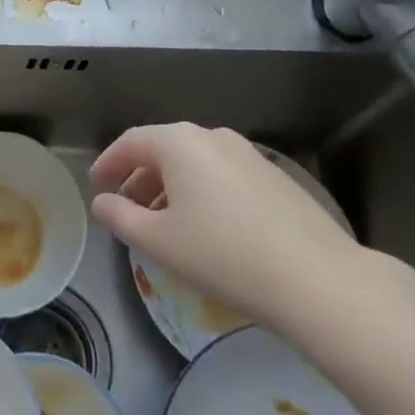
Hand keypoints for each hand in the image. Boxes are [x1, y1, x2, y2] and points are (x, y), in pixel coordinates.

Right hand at [90, 124, 370, 346]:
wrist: (317, 279)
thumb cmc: (224, 255)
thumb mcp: (159, 242)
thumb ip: (121, 217)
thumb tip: (102, 202)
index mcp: (179, 142)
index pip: (131, 142)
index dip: (109, 162)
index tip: (97, 186)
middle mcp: (212, 136)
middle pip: (163, 149)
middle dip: (140, 177)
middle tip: (126, 209)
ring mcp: (247, 153)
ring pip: (195, 162)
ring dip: (171, 186)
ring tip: (164, 223)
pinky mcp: (273, 175)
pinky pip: (222, 174)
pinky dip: (202, 191)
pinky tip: (207, 227)